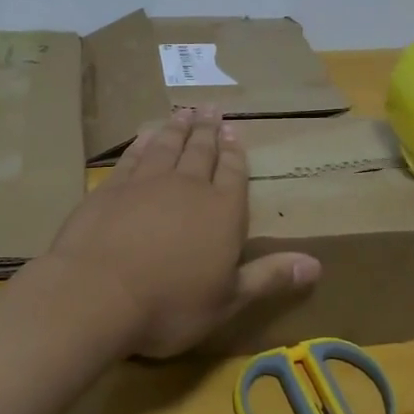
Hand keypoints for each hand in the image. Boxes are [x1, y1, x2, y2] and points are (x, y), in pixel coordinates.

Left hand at [45, 106, 322, 358]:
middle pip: (201, 151)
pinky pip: (133, 156)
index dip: (235, 153)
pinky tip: (145, 134)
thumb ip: (269, 277)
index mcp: (222, 212)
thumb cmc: (170, 305)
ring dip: (177, 128)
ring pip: (167, 146)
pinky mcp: (111, 188)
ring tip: (184, 111)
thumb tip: (316, 265)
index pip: (233, 173)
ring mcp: (146, 183)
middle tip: (211, 108)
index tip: (234, 132)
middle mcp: (188, 187)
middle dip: (208, 131)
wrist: (97, 293)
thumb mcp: (228, 300)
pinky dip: (142, 143)